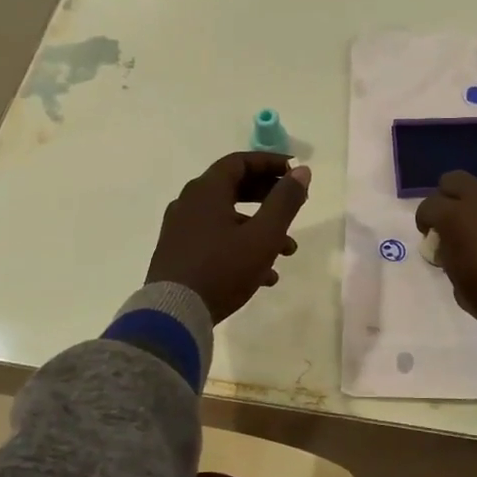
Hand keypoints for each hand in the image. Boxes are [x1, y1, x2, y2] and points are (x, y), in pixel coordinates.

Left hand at [146, 152, 311, 323]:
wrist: (174, 314)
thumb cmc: (223, 268)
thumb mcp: (263, 235)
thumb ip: (285, 201)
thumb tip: (302, 171)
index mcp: (206, 191)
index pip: (240, 162)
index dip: (271, 163)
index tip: (295, 173)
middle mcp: (189, 203)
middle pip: (234, 188)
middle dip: (268, 197)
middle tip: (294, 206)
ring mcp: (181, 230)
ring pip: (227, 219)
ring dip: (260, 229)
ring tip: (287, 251)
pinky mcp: (179, 254)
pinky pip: (215, 240)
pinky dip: (241, 247)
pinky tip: (264, 276)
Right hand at [415, 171, 476, 339]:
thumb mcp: (458, 283)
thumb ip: (448, 257)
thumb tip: (448, 246)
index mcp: (455, 217)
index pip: (428, 206)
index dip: (424, 220)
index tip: (429, 237)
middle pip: (453, 180)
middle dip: (446, 197)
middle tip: (448, 222)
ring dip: (472, 204)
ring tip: (475, 231)